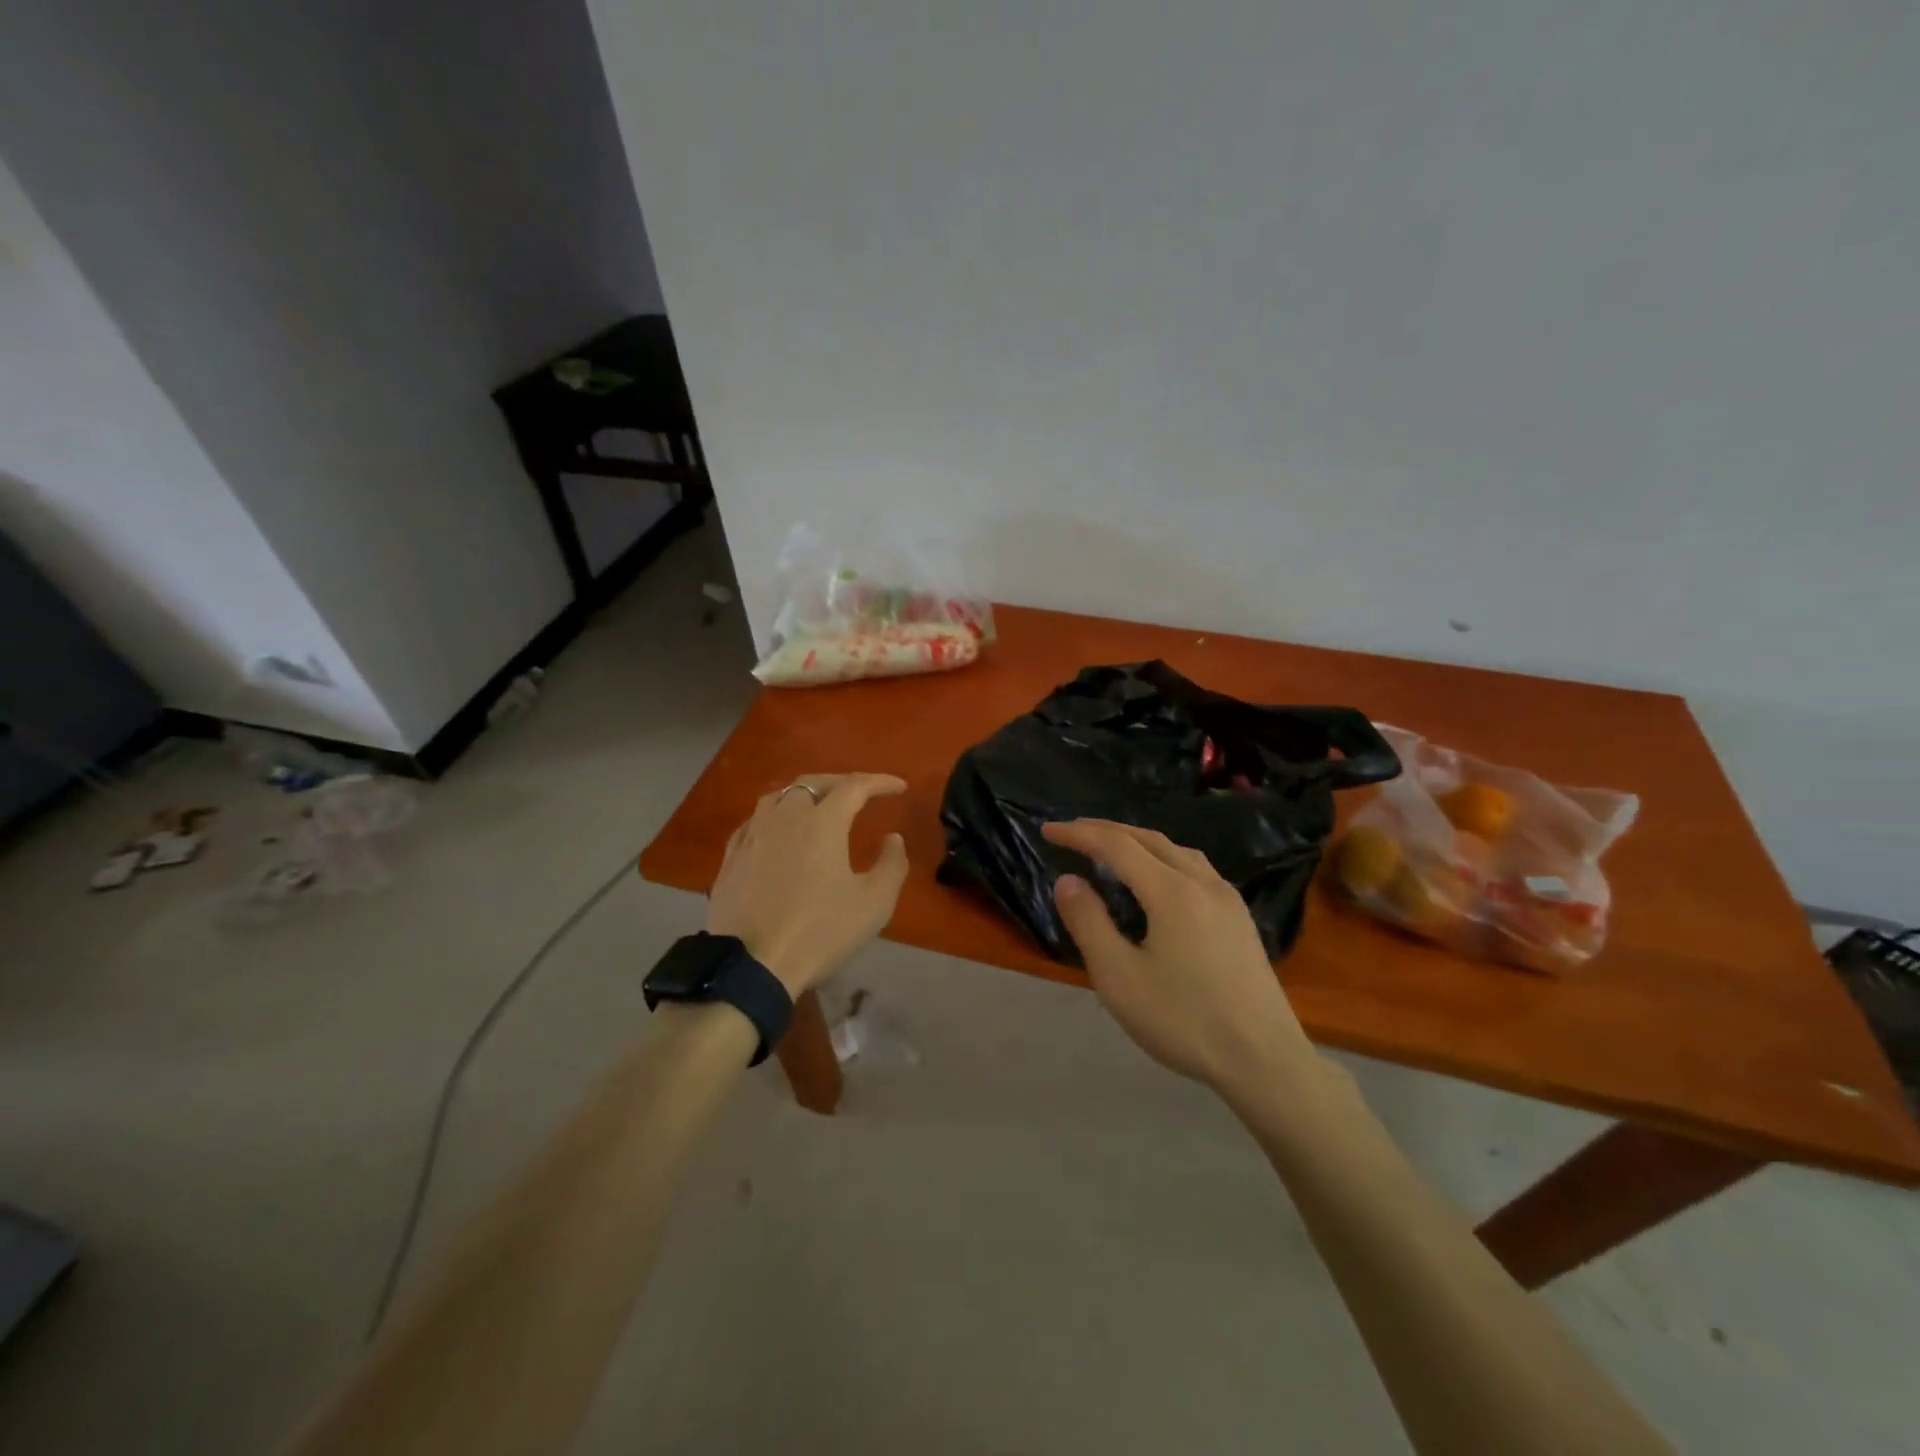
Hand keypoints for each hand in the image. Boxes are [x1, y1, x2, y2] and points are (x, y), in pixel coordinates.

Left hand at [706, 773, 910, 995]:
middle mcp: (784, 817)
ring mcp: (752, 835)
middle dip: (842, 783)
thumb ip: (892, 864)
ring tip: (820, 806)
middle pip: (813, 783)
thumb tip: (893, 838)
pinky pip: (756, 821)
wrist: (752, 967)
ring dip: (805, 794)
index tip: (899, 787)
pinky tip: (779, 831)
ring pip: (779, 797)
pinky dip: (776, 816)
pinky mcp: (731, 858)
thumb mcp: (874, 903)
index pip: (855, 786)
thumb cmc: (820, 932)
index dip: (880, 782)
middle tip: (862, 793)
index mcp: (822, 822)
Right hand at [1042, 819, 1319, 1093]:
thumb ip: (1089, 922)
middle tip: (1072, 834)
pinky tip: (1158, 880)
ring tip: (1111, 850)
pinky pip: (1195, 868)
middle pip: (1148, 838)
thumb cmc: (1184, 1020)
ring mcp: (1228, 899)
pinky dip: (1163, 858)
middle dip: (1106, 830)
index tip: (1048, 831)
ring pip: (1176, 850)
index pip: (1116, 845)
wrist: (1265, 1061)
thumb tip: (1068, 881)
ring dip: (1138, 841)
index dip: (1079, 834)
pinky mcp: (1240, 919)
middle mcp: (1202, 882)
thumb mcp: (1119, 976)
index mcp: (1171, 891)